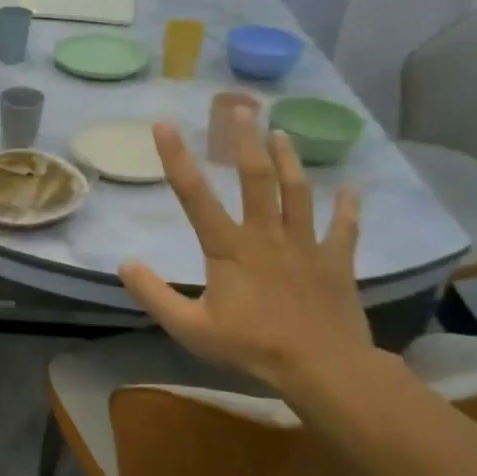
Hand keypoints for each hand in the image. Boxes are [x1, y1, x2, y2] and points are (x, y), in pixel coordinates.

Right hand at [118, 114, 372, 396]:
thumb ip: (154, 295)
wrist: (322, 367)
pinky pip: (344, 227)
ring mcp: (304, 245)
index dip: (177, 159)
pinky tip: (351, 186)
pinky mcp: (335, 261)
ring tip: (281, 132)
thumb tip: (125, 264)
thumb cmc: (251, 346)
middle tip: (238, 108)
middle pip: (255, 179)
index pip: (195, 196)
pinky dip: (348, 206)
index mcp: (228, 248)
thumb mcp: (189, 327)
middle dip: (244, 141)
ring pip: (296, 192)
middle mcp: (265, 235)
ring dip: (288, 160)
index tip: (166, 125)